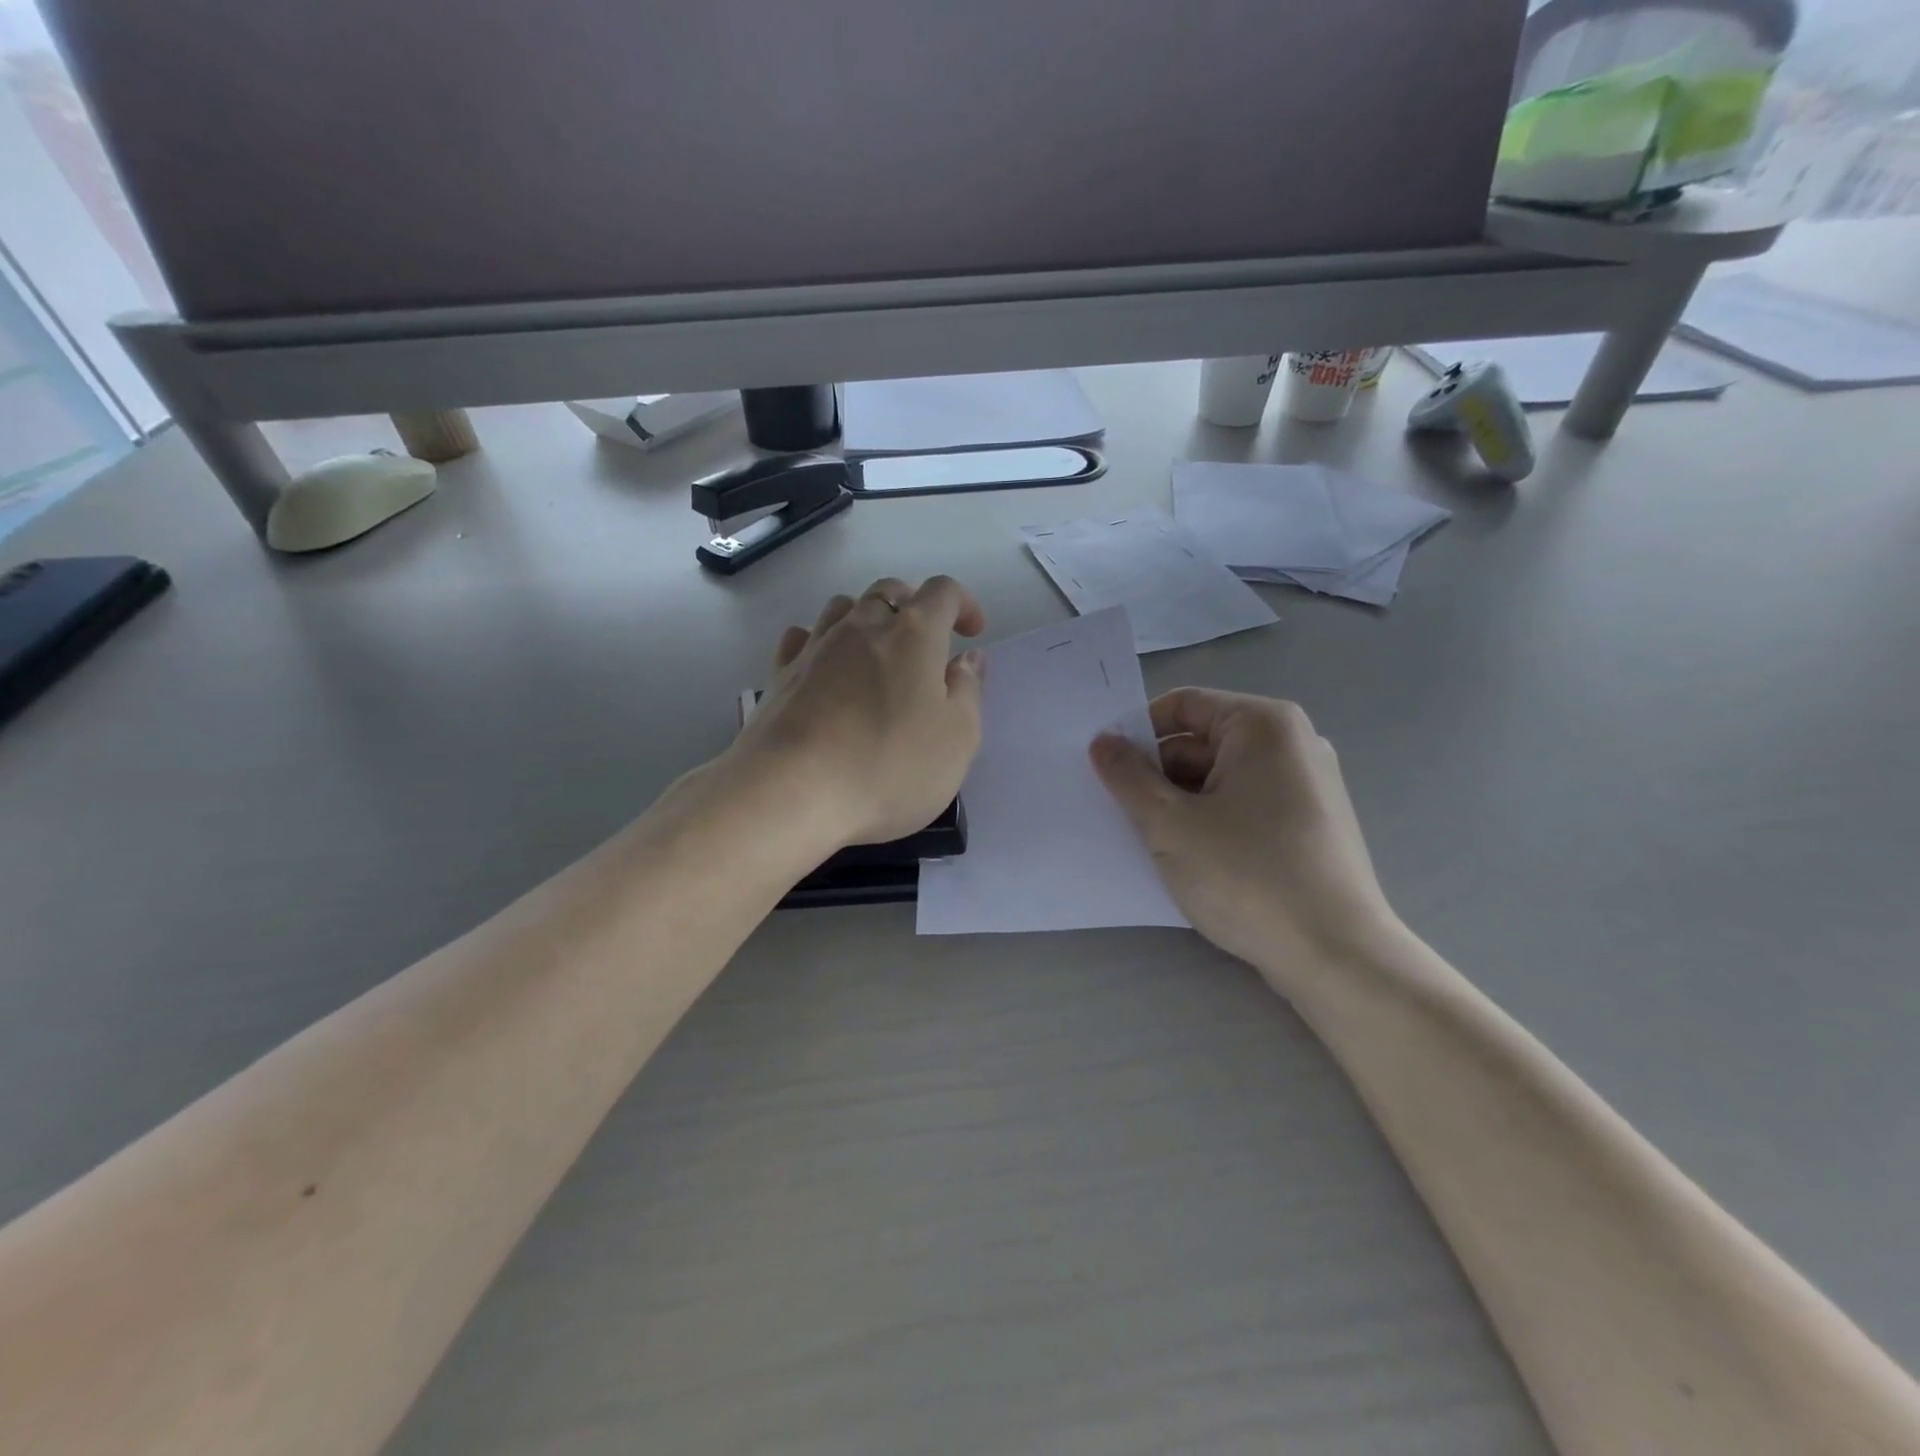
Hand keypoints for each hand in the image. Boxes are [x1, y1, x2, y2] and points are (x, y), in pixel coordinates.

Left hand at [731, 576, 986, 848]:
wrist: (791, 791)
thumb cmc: (889, 766)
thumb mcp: (957, 739)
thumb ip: (968, 691)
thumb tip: (968, 658)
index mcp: (914, 634)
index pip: (942, 591)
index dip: (963, 604)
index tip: (971, 634)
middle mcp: (862, 626)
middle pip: (889, 591)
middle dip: (913, 606)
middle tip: (926, 643)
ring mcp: (816, 647)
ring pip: (844, 607)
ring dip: (867, 619)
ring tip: (877, 653)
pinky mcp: (780, 674)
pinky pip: (803, 638)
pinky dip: (821, 641)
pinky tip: (825, 666)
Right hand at [1090, 690, 1399, 979]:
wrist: (1336, 956)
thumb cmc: (1247, 876)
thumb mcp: (1170, 824)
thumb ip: (1128, 777)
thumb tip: (1102, 743)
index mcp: (1263, 725)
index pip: (1183, 706)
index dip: (1137, 731)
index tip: (1105, 767)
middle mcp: (1292, 744)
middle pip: (1202, 741)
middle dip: (1157, 773)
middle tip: (1119, 810)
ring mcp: (1307, 785)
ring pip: (1221, 778)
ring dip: (1179, 802)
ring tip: (1148, 840)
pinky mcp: (1310, 825)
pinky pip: (1245, 805)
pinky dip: (1211, 821)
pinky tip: (1188, 858)